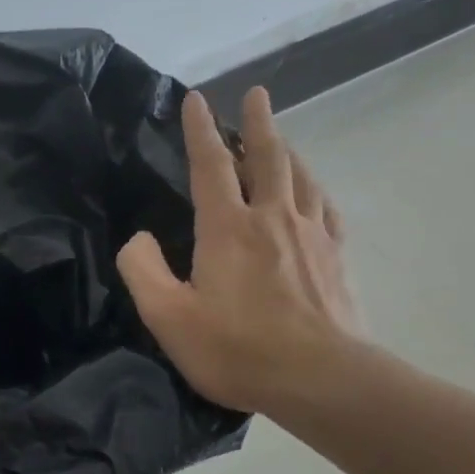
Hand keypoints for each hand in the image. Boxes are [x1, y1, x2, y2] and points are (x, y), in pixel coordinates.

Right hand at [118, 86, 362, 414]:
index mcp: (227, 228)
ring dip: (286, 149)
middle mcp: (272, 219)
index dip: (200, 130)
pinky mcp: (336, 258)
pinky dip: (314, 188)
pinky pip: (325, 208)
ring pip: (300, 177)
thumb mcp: (167, 316)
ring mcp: (312, 236)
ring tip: (279, 136)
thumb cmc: (236, 349)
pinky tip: (313, 190)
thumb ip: (143, 270)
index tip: (195, 99)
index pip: (211, 165)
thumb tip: (138, 238)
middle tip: (257, 93)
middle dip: (258, 123)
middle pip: (267, 157)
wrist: (321, 380)